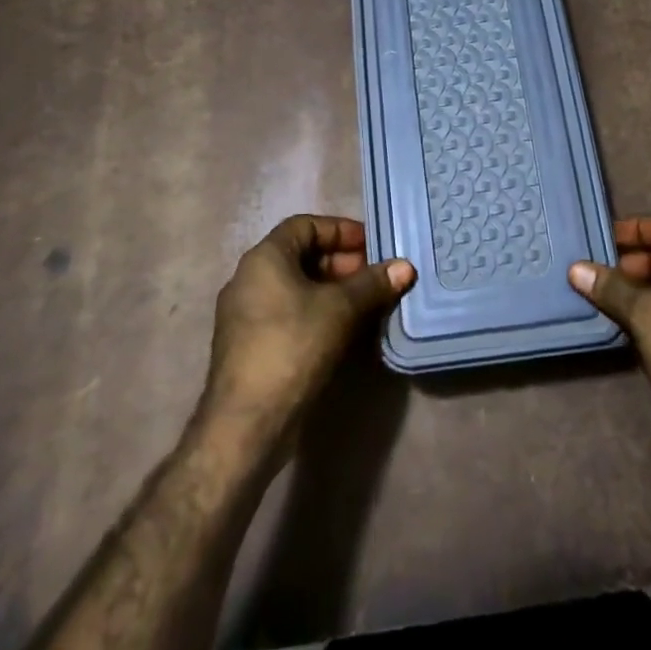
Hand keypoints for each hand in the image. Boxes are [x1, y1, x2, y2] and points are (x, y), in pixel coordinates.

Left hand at [202, 215, 413, 436]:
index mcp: (264, 258)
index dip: (341, 230)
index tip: (372, 245)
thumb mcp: (340, 310)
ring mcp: (245, 314)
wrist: (245, 425)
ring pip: (295, 287)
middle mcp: (248, 278)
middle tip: (375, 277)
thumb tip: (405, 266)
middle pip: (301, 255)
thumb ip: (372, 284)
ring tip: (366, 304)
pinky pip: (287, 312)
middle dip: (341, 263)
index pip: (306, 225)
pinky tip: (342, 331)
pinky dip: (316, 312)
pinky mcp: (248, 345)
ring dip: (331, 290)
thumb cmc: (292, 347)